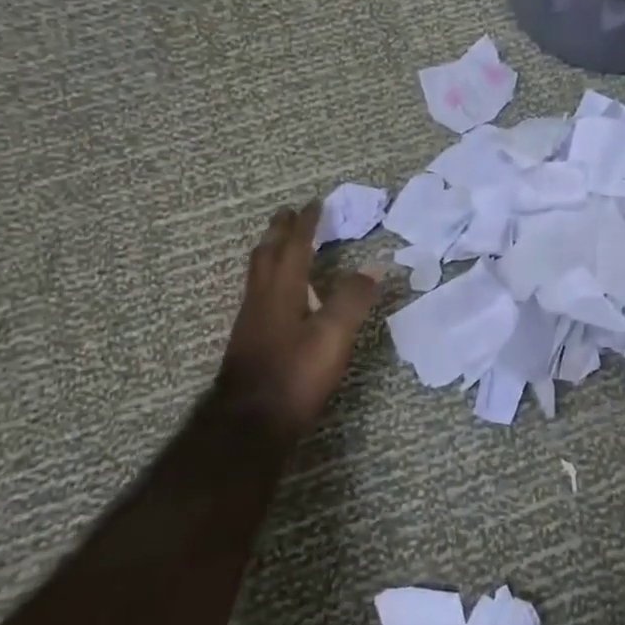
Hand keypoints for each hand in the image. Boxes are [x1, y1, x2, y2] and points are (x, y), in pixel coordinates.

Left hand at [211, 203, 380, 441]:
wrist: (250, 421)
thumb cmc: (294, 374)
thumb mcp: (333, 335)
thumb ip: (352, 298)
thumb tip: (375, 266)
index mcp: (283, 290)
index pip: (294, 246)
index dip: (306, 224)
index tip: (314, 203)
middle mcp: (262, 297)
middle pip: (267, 253)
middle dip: (280, 231)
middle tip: (289, 214)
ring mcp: (252, 319)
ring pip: (258, 273)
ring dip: (271, 251)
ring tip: (280, 243)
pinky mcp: (250, 339)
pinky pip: (259, 291)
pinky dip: (270, 276)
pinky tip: (278, 293)